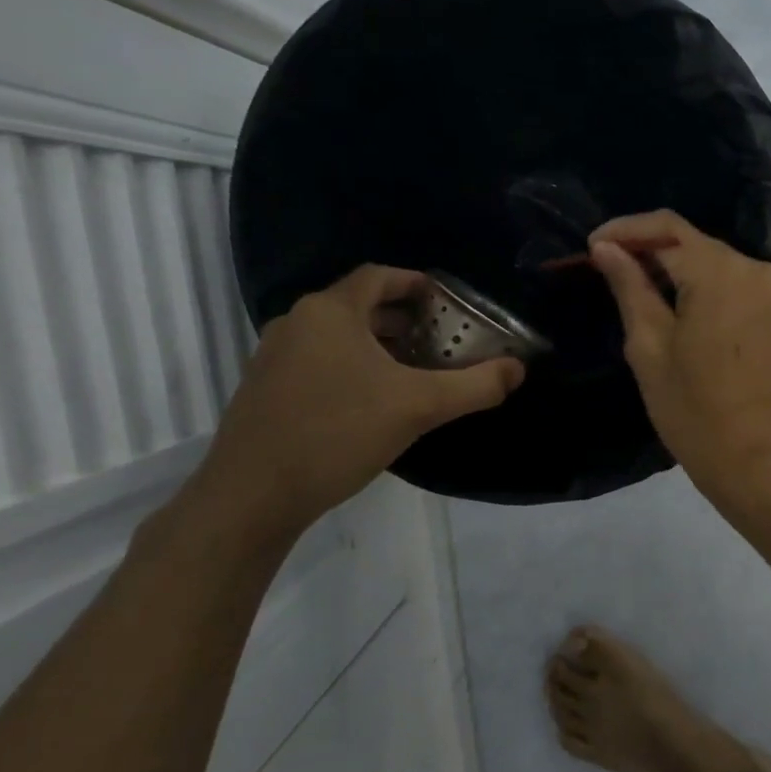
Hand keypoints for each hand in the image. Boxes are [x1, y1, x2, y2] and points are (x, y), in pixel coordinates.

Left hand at [190, 265, 523, 544]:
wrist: (252, 495)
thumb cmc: (338, 433)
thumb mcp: (419, 407)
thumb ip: (475, 386)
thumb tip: (518, 370)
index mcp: (330, 312)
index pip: (378, 276)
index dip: (416, 283)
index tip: (447, 301)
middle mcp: (297, 322)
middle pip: (359, 305)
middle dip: (404, 318)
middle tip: (441, 339)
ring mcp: (274, 356)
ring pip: (338, 336)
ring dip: (378, 345)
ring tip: (415, 371)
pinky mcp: (265, 389)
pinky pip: (318, 361)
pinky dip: (352, 366)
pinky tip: (374, 402)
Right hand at [588, 210, 770, 516]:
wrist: (759, 462)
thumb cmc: (695, 412)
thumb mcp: (650, 348)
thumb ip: (630, 287)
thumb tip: (606, 248)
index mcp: (722, 273)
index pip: (668, 229)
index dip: (625, 230)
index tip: (590, 247)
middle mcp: (755, 269)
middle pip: (693, 243)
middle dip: (648, 250)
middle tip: (605, 270)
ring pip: (713, 262)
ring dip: (674, 268)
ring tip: (633, 288)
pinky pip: (733, 283)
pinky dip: (701, 286)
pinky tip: (674, 305)